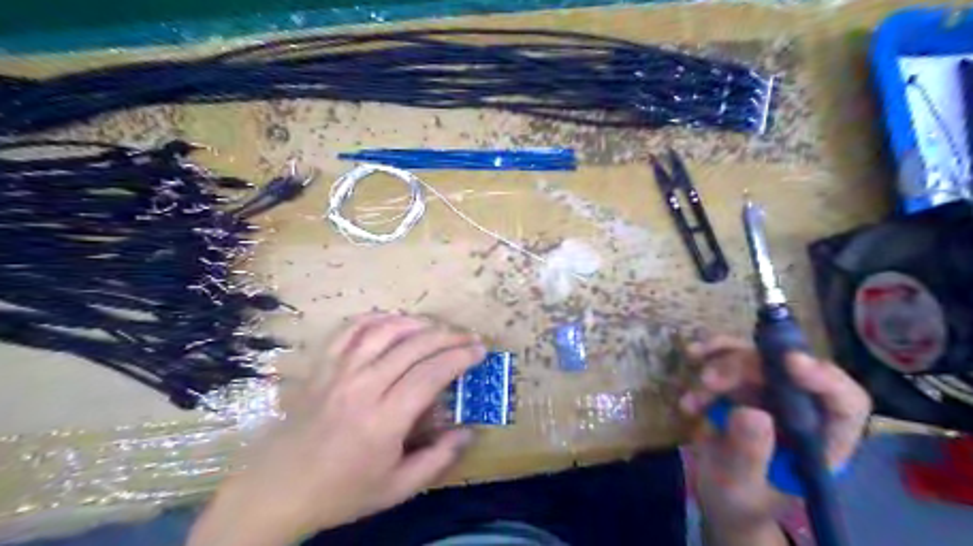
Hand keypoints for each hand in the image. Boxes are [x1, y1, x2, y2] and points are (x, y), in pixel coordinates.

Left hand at [187, 313, 483, 543]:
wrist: (276, 491)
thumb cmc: (342, 492)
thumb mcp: (397, 489)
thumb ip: (438, 460)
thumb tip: (469, 432)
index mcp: (383, 420)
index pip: (430, 374)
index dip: (459, 357)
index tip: (480, 350)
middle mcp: (362, 388)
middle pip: (412, 347)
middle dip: (447, 337)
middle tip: (467, 337)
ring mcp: (338, 373)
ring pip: (382, 331)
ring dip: (415, 322)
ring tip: (436, 326)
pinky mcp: (321, 367)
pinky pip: (348, 331)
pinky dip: (374, 318)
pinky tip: (392, 319)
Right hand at [678, 334, 875, 542]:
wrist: (719, 496)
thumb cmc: (741, 501)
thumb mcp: (742, 486)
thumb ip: (749, 454)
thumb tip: (750, 413)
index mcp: (822, 442)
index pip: (844, 403)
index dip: (825, 379)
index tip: (790, 362)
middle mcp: (801, 410)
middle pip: (785, 372)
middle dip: (745, 369)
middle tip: (708, 381)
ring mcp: (771, 394)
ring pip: (755, 358)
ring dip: (722, 362)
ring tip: (698, 384)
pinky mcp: (743, 384)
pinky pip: (729, 356)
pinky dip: (709, 355)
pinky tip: (692, 358)